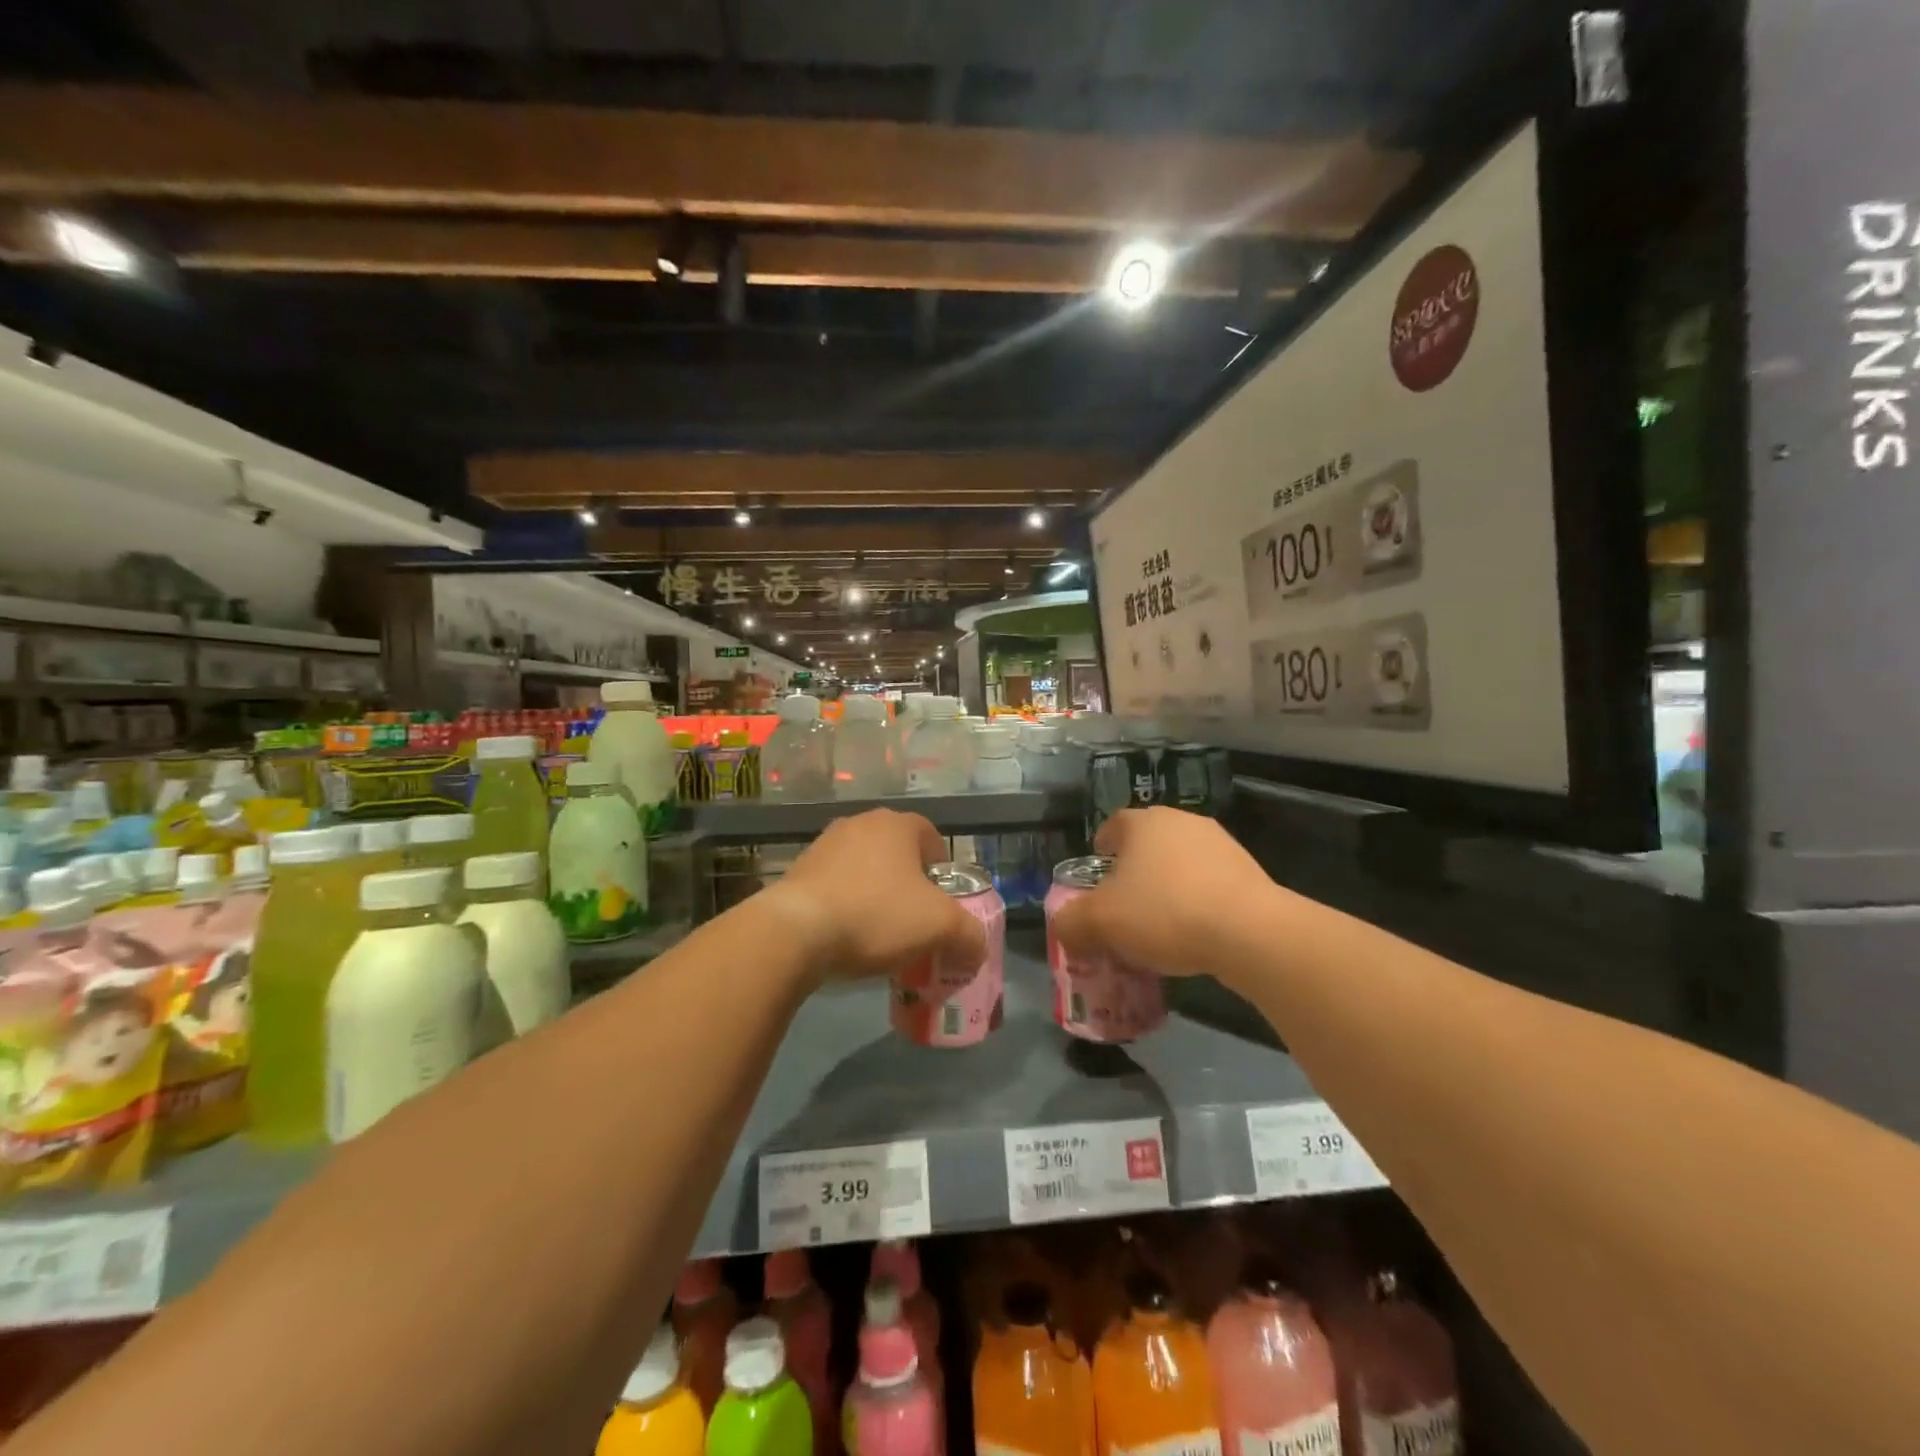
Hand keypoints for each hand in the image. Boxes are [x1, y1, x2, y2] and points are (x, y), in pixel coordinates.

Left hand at [760, 809, 984, 984]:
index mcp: (896, 824)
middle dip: (909, 886)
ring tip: (879, 935)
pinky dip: (845, 906)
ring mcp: (824, 845)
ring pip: (864, 870)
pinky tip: (846, 937)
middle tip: (915, 922)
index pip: (932, 838)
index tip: (942, 903)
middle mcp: (860, 823)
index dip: (943, 871)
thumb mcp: (940, 927)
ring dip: (876, 895)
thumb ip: (970, 935)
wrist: (795, 931)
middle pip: (897, 854)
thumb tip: (977, 948)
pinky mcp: (797, 871)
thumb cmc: (877, 915)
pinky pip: (835, 886)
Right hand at [1050, 807, 1284, 980]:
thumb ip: (1071, 922)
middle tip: (1123, 905)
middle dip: (1134, 872)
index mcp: (1143, 823)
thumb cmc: (1164, 912)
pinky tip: (1194, 934)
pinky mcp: (1249, 872)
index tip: (1098, 870)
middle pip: (1148, 844)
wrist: (1249, 932)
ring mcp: (1220, 844)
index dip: (1102, 847)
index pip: (1113, 825)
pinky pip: (1210, 885)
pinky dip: (1197, 902)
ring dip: (1168, 887)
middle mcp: (1182, 822)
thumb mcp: (1100, 923)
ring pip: (1181, 864)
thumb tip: (1063, 926)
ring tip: (1159, 925)